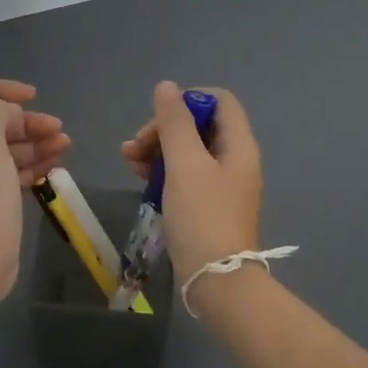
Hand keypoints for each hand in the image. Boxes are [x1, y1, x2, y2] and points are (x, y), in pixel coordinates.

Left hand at [0, 79, 69, 303]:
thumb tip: (10, 115)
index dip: (3, 89)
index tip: (34, 96)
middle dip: (28, 120)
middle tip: (58, 129)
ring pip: (9, 147)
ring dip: (37, 141)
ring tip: (65, 146)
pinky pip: (15, 172)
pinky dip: (35, 165)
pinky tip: (55, 168)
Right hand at [120, 82, 262, 286]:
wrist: (217, 281)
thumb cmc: (203, 216)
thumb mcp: (185, 164)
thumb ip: (174, 123)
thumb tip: (167, 87)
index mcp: (239, 145)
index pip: (219, 101)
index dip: (188, 100)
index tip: (160, 116)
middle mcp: (234, 160)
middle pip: (199, 125)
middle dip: (163, 129)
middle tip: (135, 147)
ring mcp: (221, 185)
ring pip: (187, 151)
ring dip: (157, 149)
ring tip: (128, 162)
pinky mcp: (207, 206)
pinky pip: (184, 175)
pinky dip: (162, 171)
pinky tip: (140, 180)